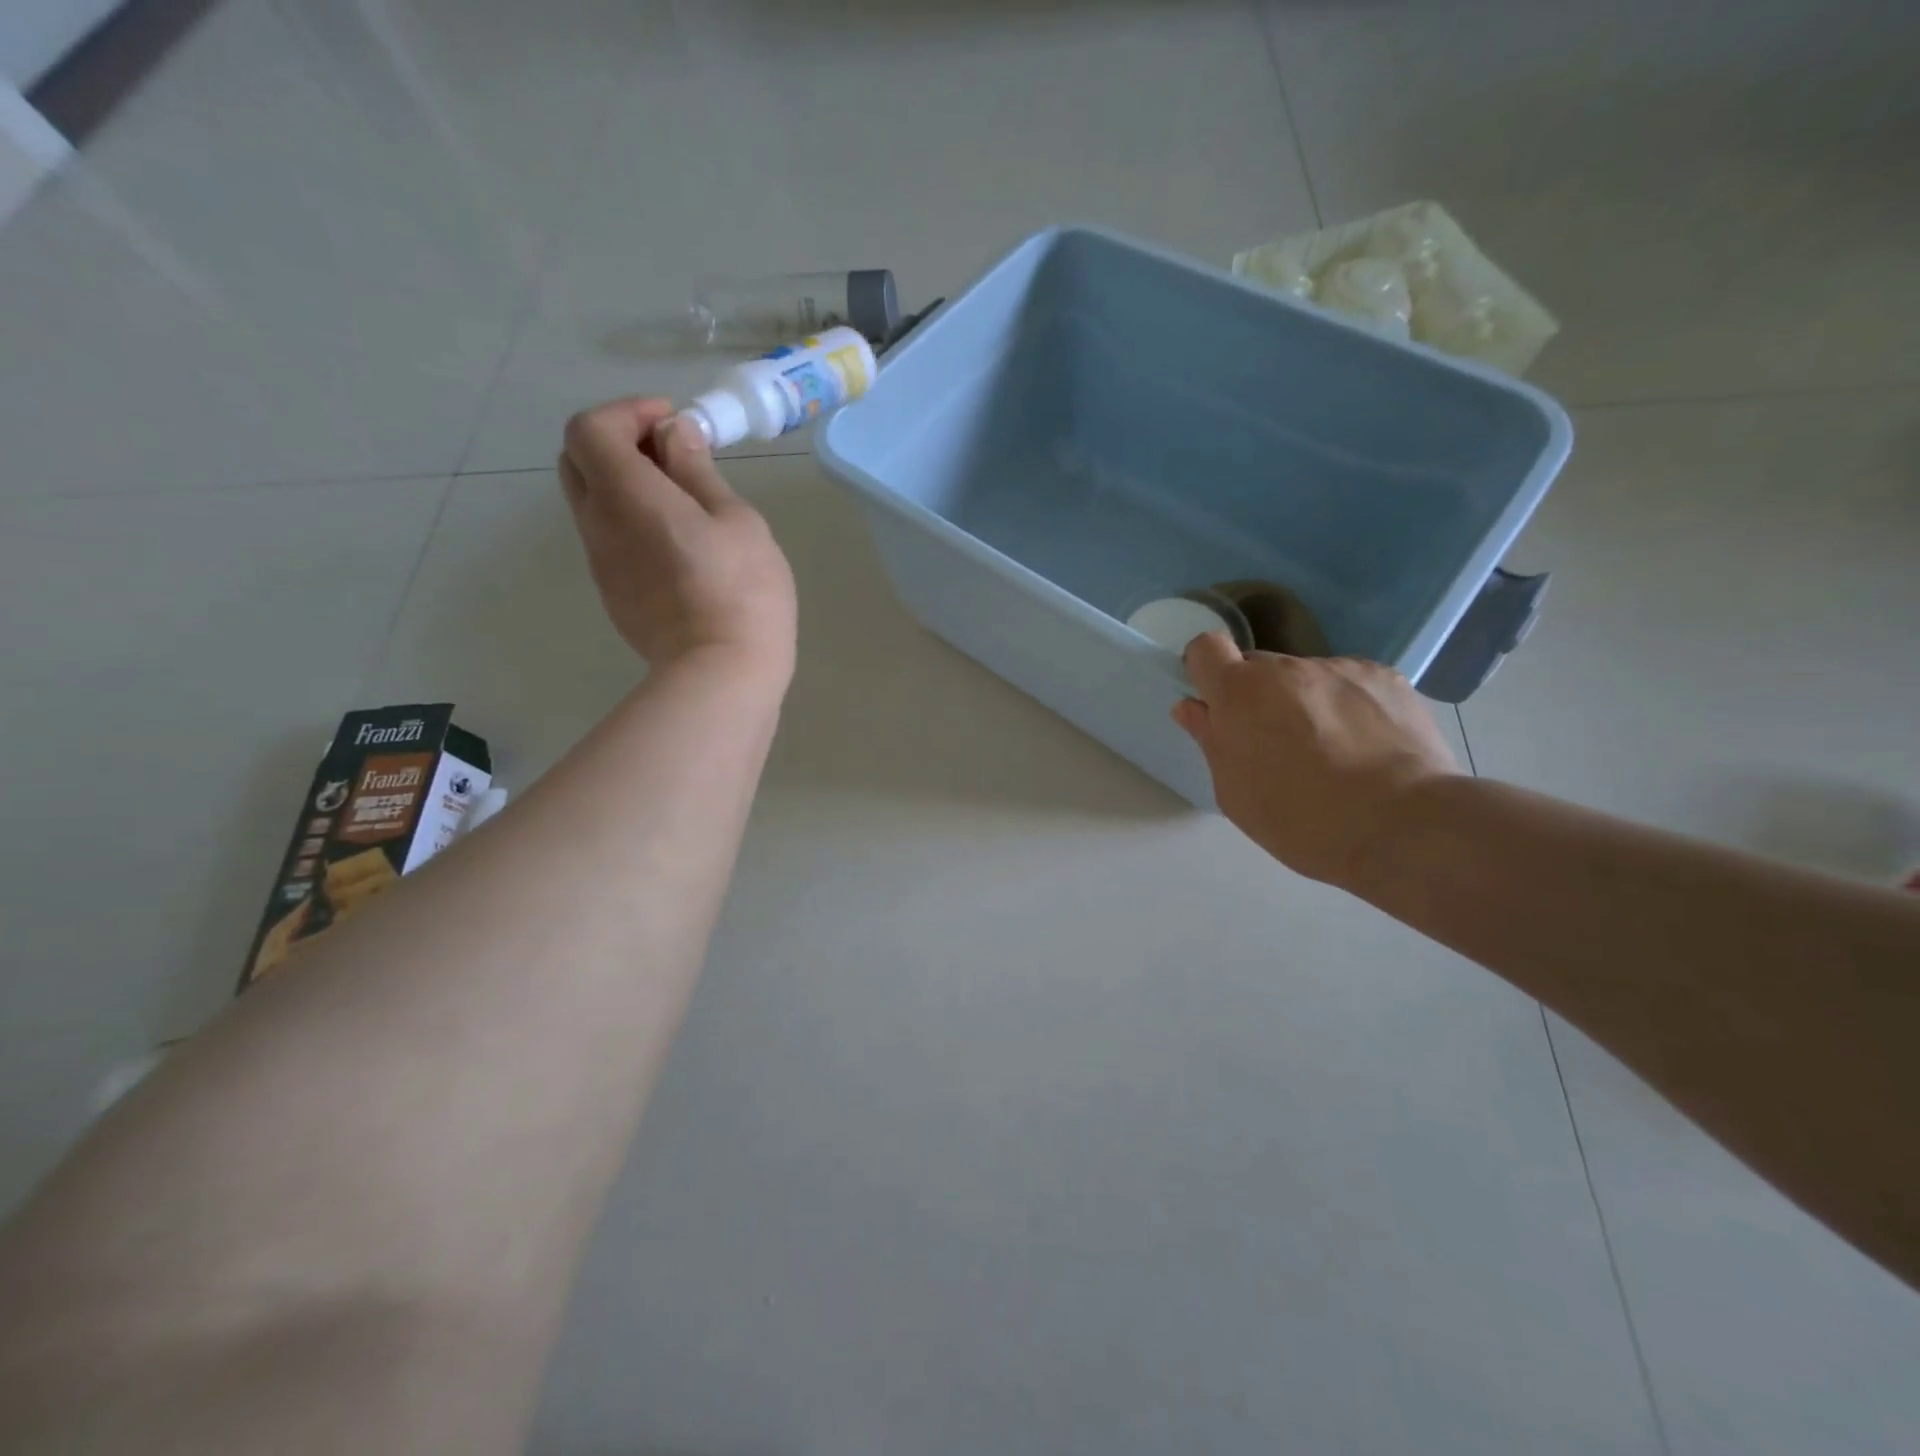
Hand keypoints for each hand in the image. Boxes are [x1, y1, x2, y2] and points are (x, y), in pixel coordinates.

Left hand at [560, 398, 796, 685]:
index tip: (674, 424)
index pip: (590, 427)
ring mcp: (601, 564)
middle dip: (618, 442)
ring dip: (625, 484)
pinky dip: (631, 520)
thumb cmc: (742, 590)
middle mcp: (598, 524)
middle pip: (577, 460)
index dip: (627, 413)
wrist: (721, 673)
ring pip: (592, 502)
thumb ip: (698, 470)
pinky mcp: (614, 595)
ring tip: (683, 500)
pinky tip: (678, 544)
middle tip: (671, 456)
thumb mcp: (736, 520)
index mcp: (627, 495)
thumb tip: (674, 434)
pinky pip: (609, 539)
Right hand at [1172, 633, 1461, 886]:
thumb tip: (1193, 707)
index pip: (1206, 647)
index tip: (1216, 700)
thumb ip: (1211, 740)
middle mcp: (1287, 668)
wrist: (1401, 826)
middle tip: (1278, 744)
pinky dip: (1350, 706)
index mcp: (1240, 694)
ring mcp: (1340, 668)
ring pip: (1307, 678)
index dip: (1206, 669)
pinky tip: (1367, 745)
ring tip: (1335, 752)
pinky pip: (1351, 683)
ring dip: (1307, 702)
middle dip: (1259, 696)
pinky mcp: (1385, 678)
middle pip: (1259, 668)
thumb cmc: (1299, 819)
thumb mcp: (1235, 792)